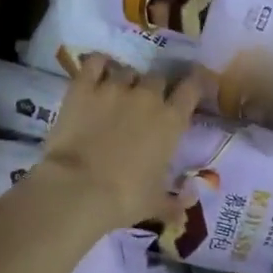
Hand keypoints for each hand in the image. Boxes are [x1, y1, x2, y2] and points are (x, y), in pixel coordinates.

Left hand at [40, 55, 205, 229]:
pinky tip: (96, 72)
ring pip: (127, 70)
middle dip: (155, 88)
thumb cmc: (125, 197)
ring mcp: (114, 88)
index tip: (191, 86)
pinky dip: (98, 65)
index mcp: (171, 121)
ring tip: (117, 93)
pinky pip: (95, 63)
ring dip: (126, 80)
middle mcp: (147, 97)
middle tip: (146, 103)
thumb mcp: (155, 204)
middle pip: (158, 78)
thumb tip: (188, 209)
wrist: (78, 188)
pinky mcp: (84, 87)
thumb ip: (175, 203)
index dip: (194, 84)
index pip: (192, 88)